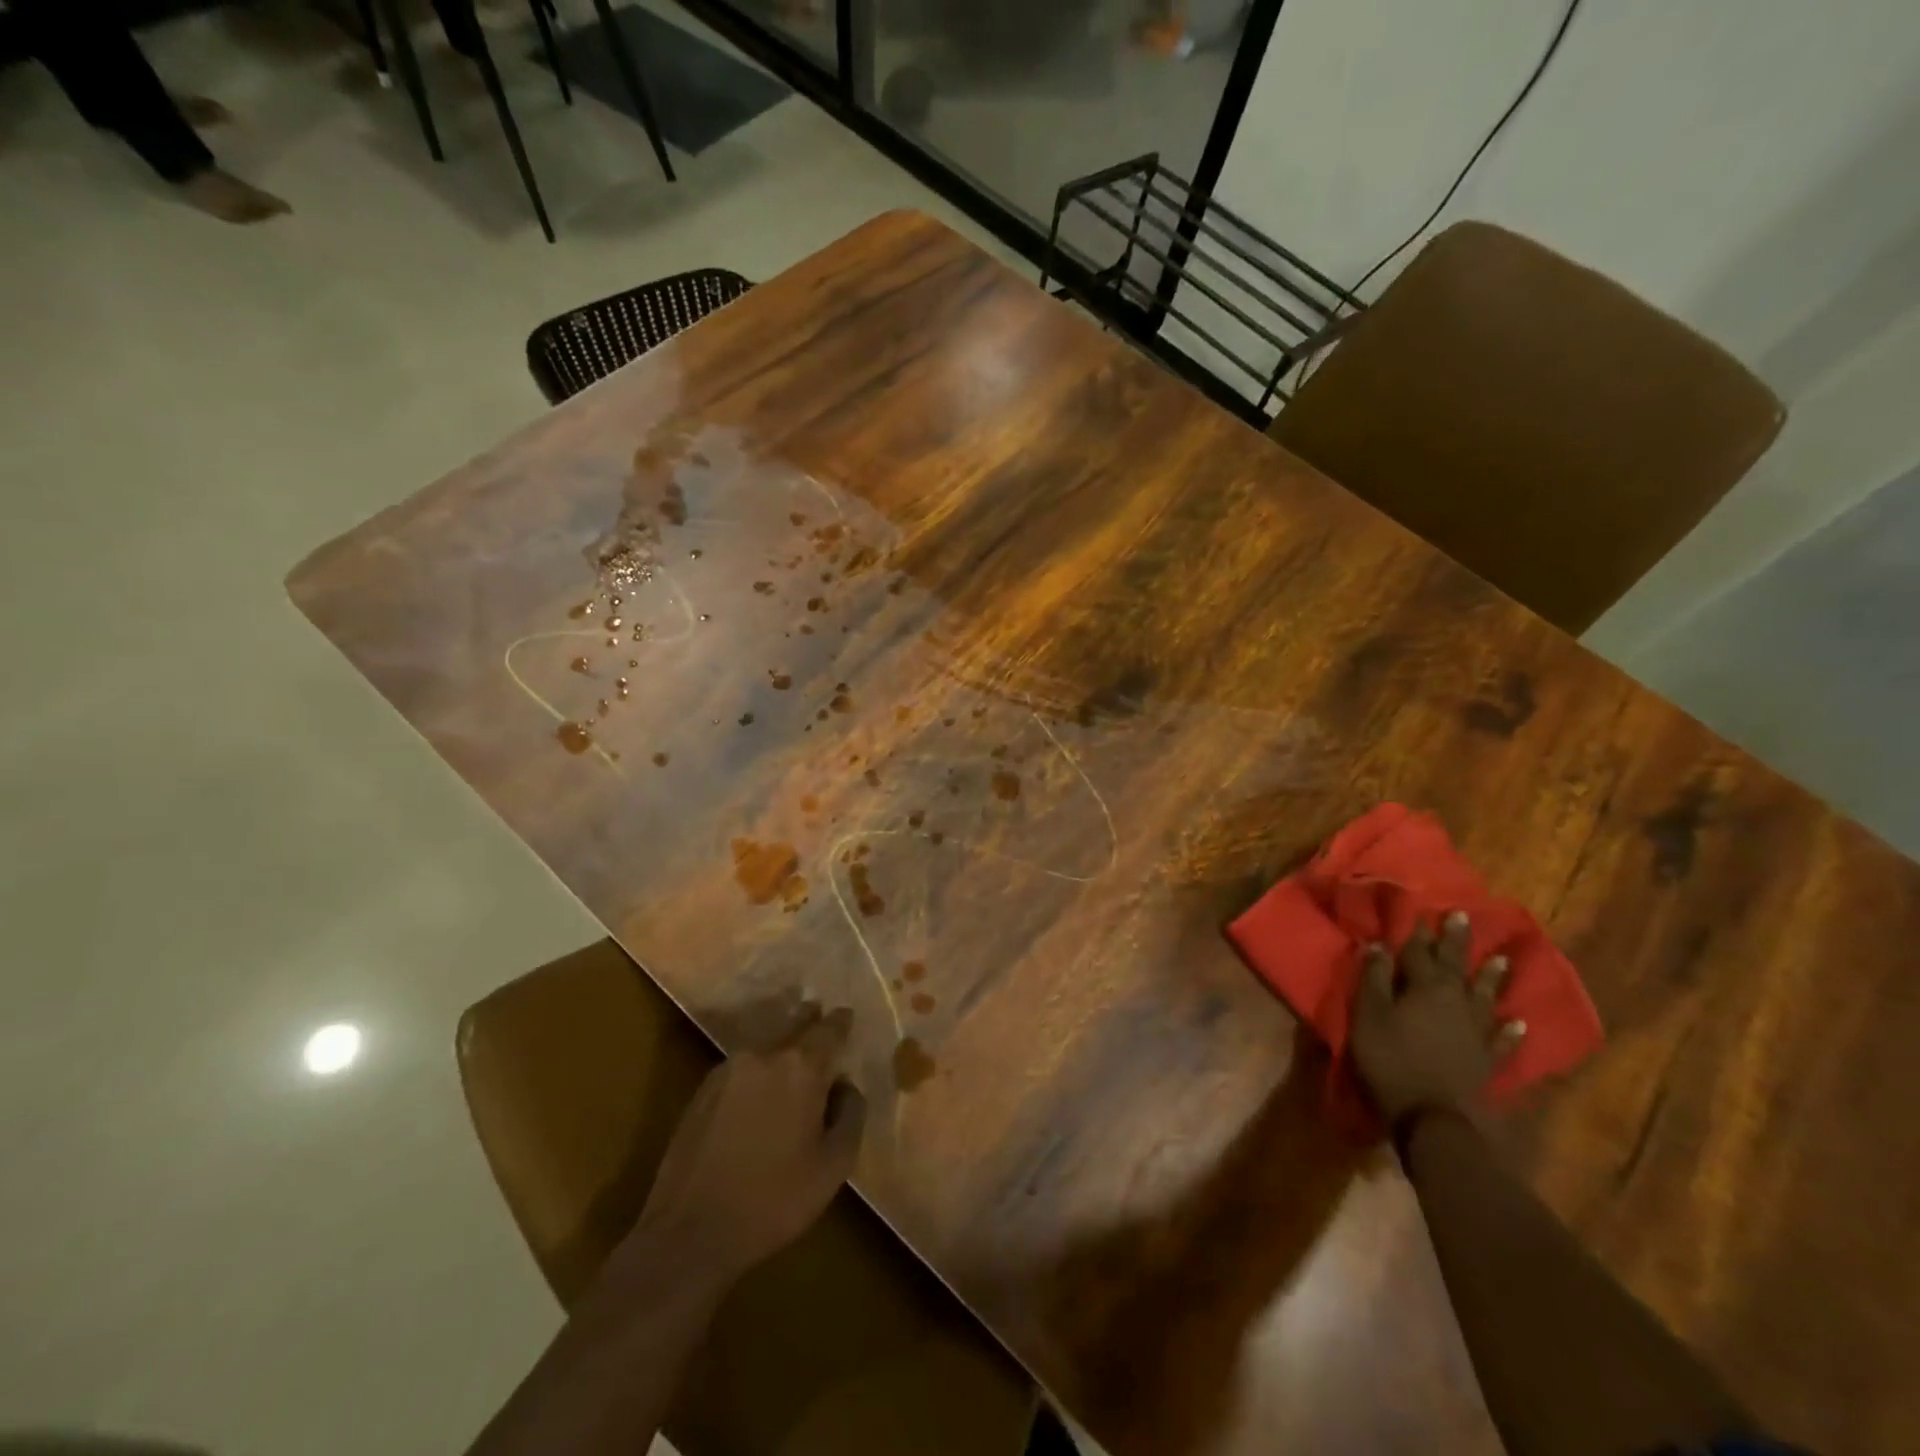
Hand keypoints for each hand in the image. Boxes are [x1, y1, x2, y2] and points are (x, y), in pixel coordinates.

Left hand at [625, 1001, 866, 1287]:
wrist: (690, 1233)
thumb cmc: (773, 1199)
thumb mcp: (833, 1166)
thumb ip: (850, 1115)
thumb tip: (845, 1086)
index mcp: (801, 1068)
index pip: (829, 1029)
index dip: (841, 1022)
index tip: (848, 1016)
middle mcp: (764, 1055)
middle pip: (793, 1024)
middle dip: (809, 1019)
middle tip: (820, 1014)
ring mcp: (728, 1070)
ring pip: (765, 1045)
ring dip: (781, 1044)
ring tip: (793, 1055)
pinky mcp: (702, 1091)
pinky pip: (742, 1066)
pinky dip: (758, 1068)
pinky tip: (761, 1089)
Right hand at [1351, 911, 1524, 1123]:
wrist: (1433, 1118)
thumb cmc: (1391, 1061)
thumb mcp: (1369, 1016)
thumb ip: (1373, 979)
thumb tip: (1378, 945)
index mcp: (1425, 988)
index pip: (1419, 952)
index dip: (1417, 933)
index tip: (1420, 912)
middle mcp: (1455, 1002)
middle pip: (1455, 966)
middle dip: (1456, 941)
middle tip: (1463, 917)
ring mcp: (1475, 1032)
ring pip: (1485, 997)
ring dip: (1491, 978)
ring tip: (1501, 959)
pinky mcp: (1486, 1060)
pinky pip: (1502, 1040)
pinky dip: (1511, 1031)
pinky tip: (1520, 1023)